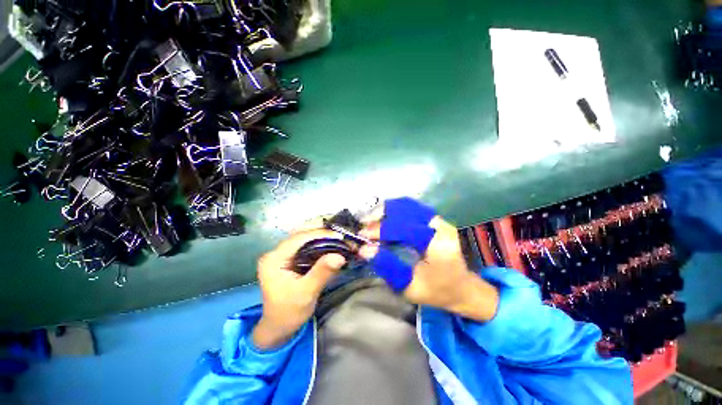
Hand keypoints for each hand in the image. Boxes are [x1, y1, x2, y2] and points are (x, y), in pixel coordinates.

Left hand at [252, 228, 346, 349]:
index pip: (299, 238)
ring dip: (321, 235)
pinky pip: (306, 245)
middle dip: (321, 231)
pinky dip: (319, 242)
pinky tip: (330, 243)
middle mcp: (276, 252)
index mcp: (274, 259)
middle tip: (340, 233)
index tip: (339, 235)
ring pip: (304, 237)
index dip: (320, 234)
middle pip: (300, 234)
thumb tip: (340, 256)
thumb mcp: (306, 293)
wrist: (279, 327)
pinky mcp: (289, 259)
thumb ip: (322, 273)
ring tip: (338, 236)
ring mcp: (282, 255)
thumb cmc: (289, 312)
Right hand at [359, 199, 498, 321]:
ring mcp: (438, 220)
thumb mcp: (409, 286)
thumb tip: (364, 249)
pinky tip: (385, 219)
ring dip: (387, 213)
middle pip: (405, 210)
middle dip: (382, 217)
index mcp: (438, 244)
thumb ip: (387, 266)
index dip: (381, 229)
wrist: (462, 288)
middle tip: (365, 228)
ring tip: (372, 223)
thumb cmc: (437, 291)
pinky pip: (411, 209)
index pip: (405, 227)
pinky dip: (395, 212)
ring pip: (407, 206)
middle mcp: (440, 226)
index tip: (363, 235)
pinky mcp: (435, 220)